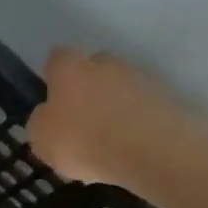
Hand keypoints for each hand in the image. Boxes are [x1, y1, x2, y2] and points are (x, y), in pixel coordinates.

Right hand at [27, 47, 207, 192]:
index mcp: (71, 70)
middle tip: (80, 117)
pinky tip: (128, 145)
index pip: (58, 57)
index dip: (53, 74)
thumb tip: (47, 114)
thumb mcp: (42, 140)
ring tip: (107, 137)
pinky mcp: (166, 96)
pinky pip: (141, 105)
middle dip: (87, 86)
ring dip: (113, 104)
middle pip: (93, 67)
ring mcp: (140, 77)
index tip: (52, 95)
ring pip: (119, 86)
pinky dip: (134, 119)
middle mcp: (106, 64)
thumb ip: (40, 122)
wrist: (150, 150)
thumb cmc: (84, 141)